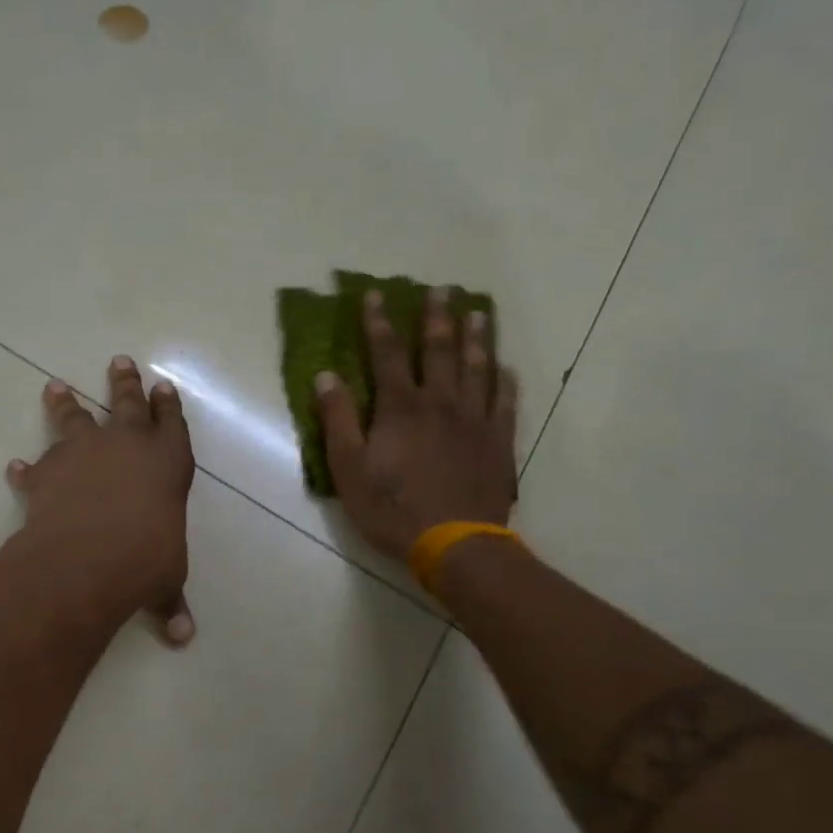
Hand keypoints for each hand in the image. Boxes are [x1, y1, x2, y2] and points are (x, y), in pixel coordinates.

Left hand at [6, 357, 195, 643]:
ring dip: (65, 403)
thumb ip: (170, 601)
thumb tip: (183, 637)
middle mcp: (127, 446)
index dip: (168, 405)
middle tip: (119, 361)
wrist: (90, 557)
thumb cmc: (146, 560)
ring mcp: (84, 453)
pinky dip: (25, 470)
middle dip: (125, 382)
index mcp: (168, 462)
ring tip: (55, 386)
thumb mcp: (165, 580)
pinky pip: (34, 467)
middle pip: (127, 402)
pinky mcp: (47, 472)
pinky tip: (15, 467)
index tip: (163, 387)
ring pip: (75, 417)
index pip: (172, 424)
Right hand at [315, 288, 518, 561]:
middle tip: (442, 289)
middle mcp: (440, 403)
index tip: (376, 294)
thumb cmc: (391, 509)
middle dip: (437, 317)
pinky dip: (505, 382)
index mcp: (400, 407)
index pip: (387, 354)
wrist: (454, 543)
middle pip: (440, 350)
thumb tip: (326, 376)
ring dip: (476, 338)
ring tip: (478, 313)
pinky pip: (504, 403)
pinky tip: (506, 369)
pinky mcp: (497, 442)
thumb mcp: (348, 468)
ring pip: (477, 368)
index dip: (378, 323)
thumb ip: (338, 419)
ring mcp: (474, 421)